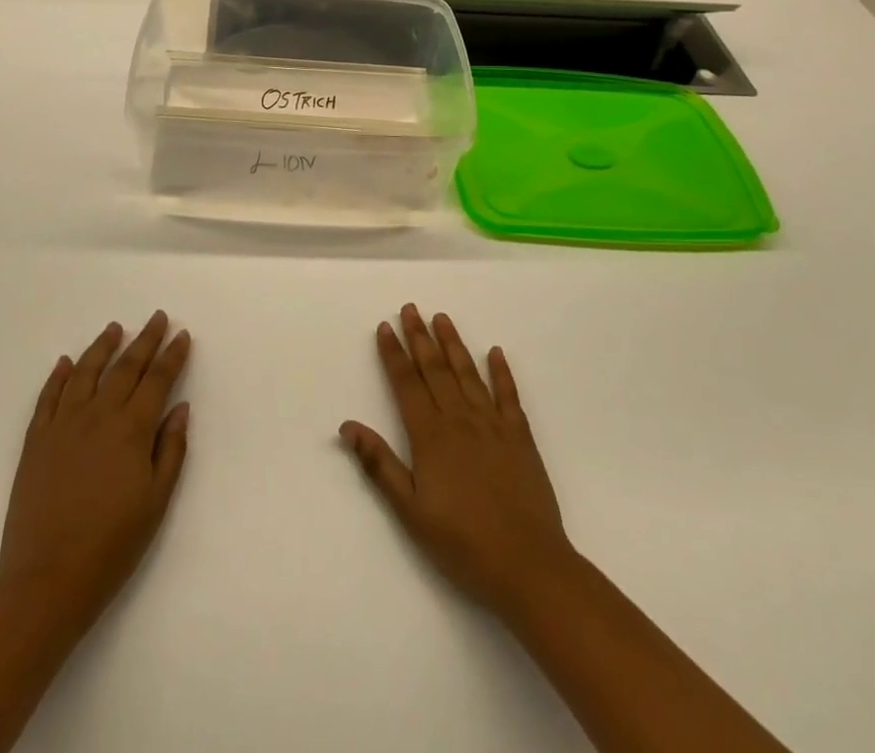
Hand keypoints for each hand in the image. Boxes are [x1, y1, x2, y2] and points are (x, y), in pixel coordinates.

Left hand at [0, 312, 191, 636]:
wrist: (47, 580)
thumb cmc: (112, 545)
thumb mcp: (156, 501)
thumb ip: (170, 449)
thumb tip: (180, 407)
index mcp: (132, 429)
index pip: (157, 380)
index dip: (172, 355)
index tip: (182, 335)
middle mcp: (99, 415)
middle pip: (126, 367)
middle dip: (145, 340)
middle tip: (158, 318)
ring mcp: (63, 424)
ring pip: (85, 372)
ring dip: (102, 346)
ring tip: (114, 328)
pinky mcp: (36, 440)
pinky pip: (48, 397)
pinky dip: (58, 375)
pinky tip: (65, 362)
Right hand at [340, 304, 574, 619]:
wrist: (527, 565)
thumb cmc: (462, 543)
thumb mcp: (410, 510)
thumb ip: (379, 465)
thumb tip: (348, 426)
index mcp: (430, 436)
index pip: (407, 384)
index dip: (394, 354)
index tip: (386, 326)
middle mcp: (460, 420)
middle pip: (435, 370)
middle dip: (420, 337)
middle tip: (411, 308)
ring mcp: (493, 425)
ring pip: (468, 374)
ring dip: (453, 344)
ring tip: (442, 318)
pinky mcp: (520, 437)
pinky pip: (509, 395)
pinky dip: (501, 372)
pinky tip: (496, 352)